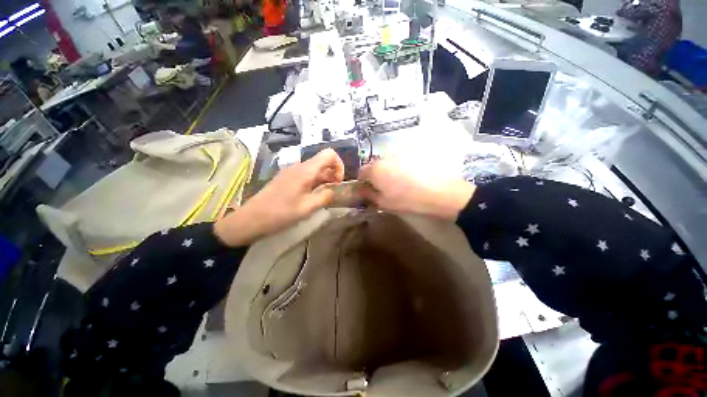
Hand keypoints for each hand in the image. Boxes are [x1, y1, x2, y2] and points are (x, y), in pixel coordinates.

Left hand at [214, 149, 344, 245]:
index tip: (338, 182)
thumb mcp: (308, 208)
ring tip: (323, 197)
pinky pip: (305, 175)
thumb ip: (325, 196)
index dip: (339, 165)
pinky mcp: (286, 178)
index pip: (329, 154)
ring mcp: (291, 172)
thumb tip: (334, 191)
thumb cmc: (281, 213)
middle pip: (322, 163)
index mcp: (306, 170)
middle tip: (333, 193)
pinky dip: (314, 183)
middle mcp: (299, 166)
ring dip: (323, 180)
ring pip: (314, 170)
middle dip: (332, 175)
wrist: (252, 219)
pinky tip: (311, 197)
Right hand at [358, 159, 474, 220]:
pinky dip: (401, 169)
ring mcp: (401, 154)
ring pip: (388, 163)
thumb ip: (368, 195)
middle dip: (376, 177)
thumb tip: (359, 190)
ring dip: (389, 172)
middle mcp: (385, 158)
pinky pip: (401, 161)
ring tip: (400, 185)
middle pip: (375, 166)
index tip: (369, 192)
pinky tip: (412, 178)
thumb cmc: (407, 201)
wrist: (441, 193)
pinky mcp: (414, 154)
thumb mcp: (383, 203)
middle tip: (385, 190)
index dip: (363, 183)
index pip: (361, 173)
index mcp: (375, 169)